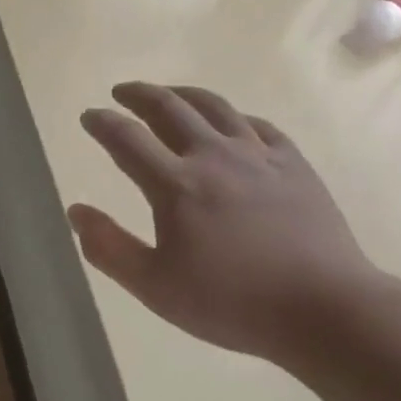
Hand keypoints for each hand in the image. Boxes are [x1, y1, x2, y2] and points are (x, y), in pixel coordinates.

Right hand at [67, 82, 377, 360]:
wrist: (324, 308)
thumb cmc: (232, 303)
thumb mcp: (155, 287)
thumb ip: (109, 248)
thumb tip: (75, 211)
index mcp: (176, 184)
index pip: (127, 139)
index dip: (102, 123)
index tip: (89, 116)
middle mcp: (213, 156)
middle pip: (169, 108)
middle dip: (138, 95)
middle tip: (122, 92)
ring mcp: (258, 155)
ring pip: (214, 106)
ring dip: (183, 94)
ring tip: (168, 94)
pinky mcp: (294, 164)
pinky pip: (258, 125)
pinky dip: (234, 116)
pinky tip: (231, 123)